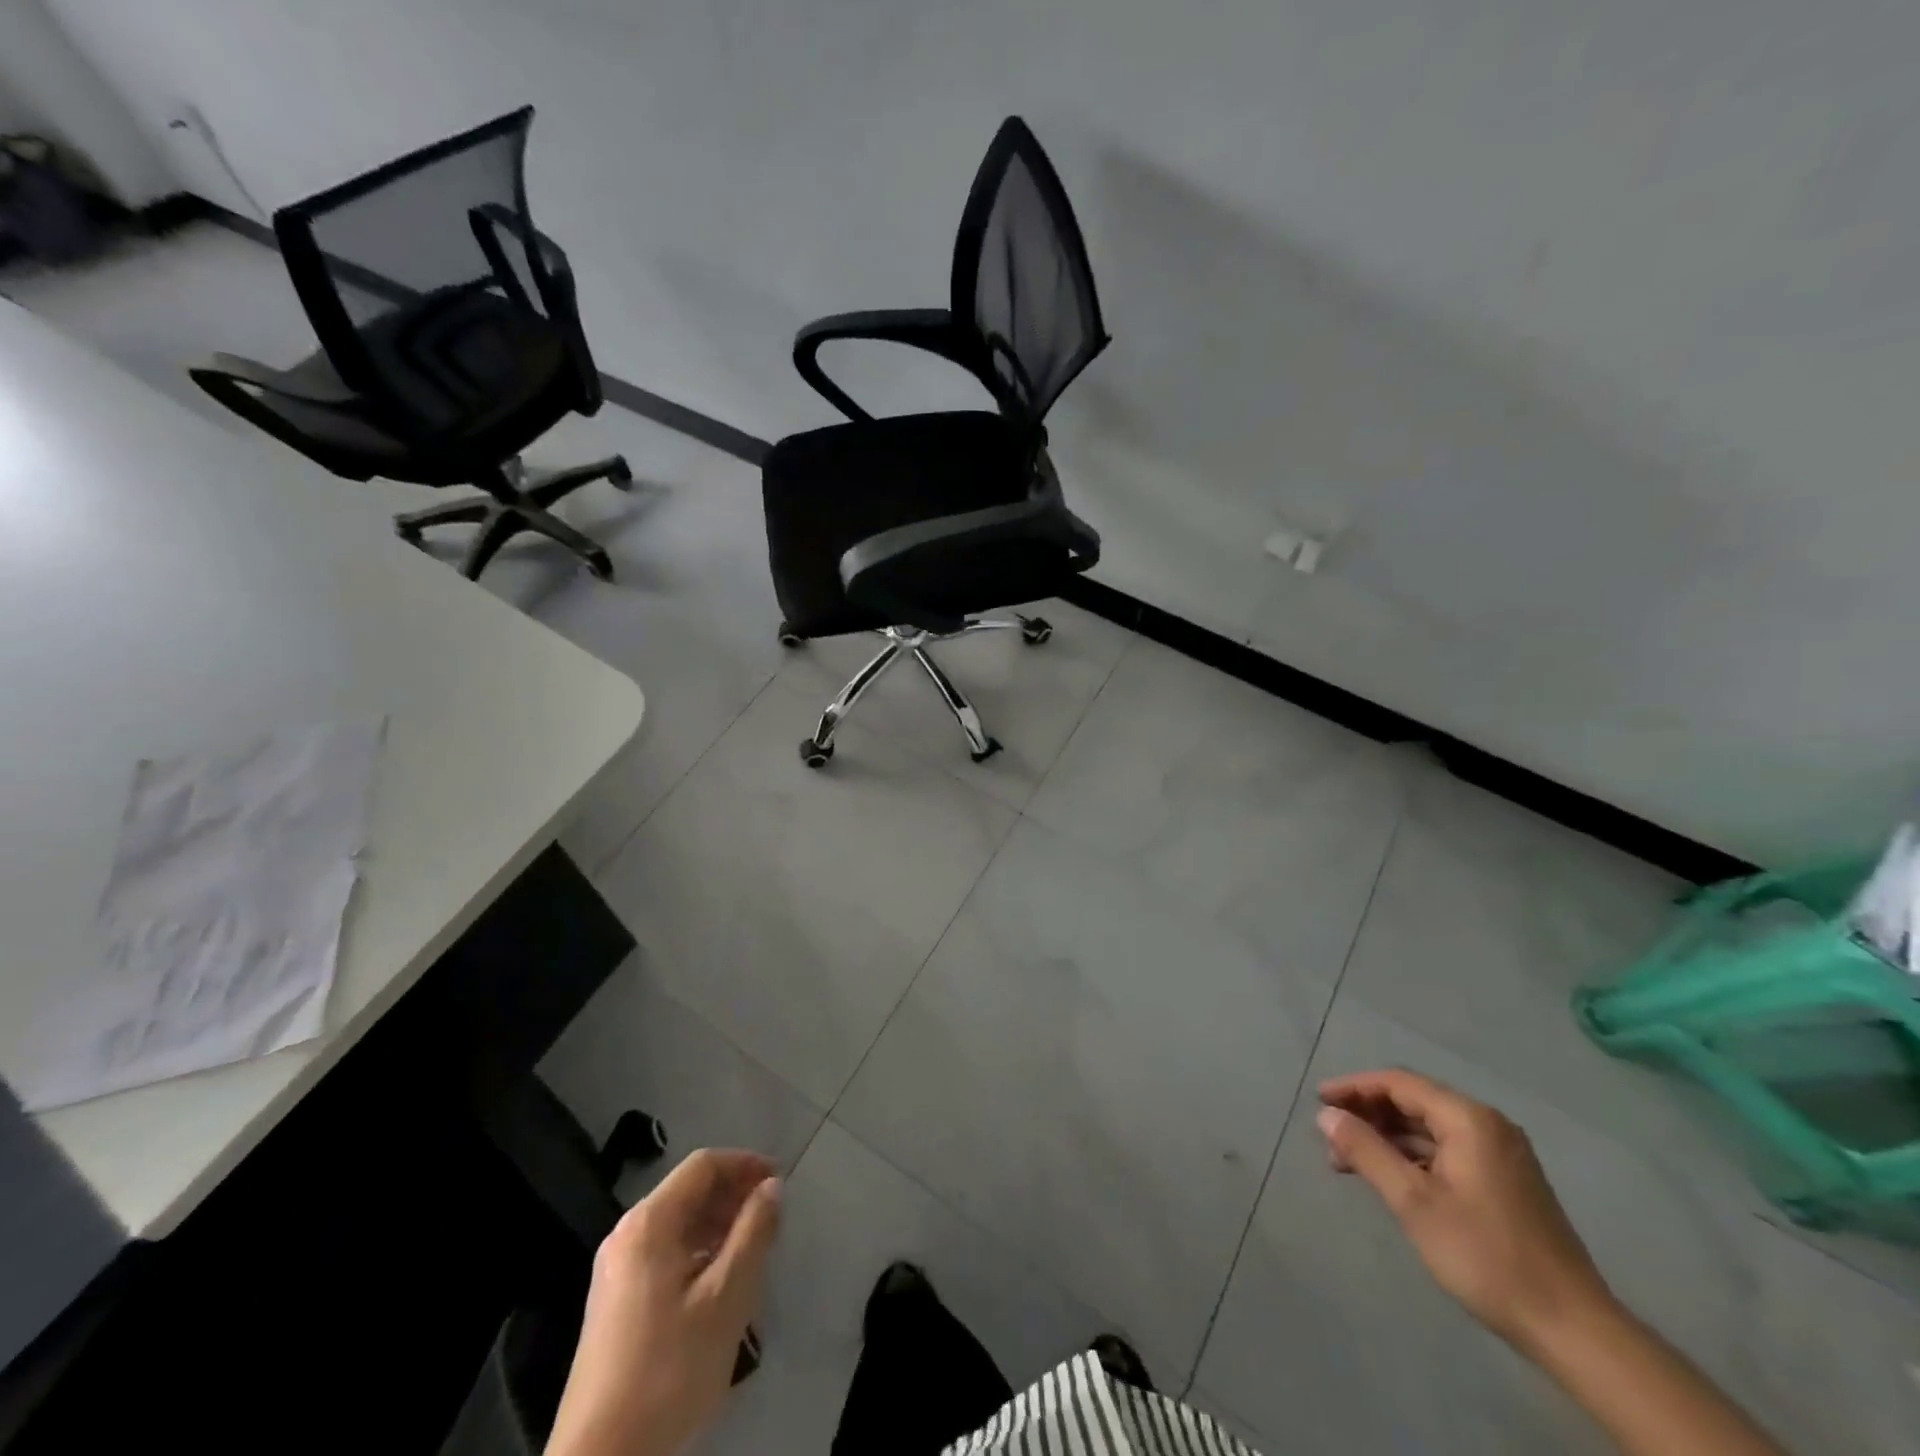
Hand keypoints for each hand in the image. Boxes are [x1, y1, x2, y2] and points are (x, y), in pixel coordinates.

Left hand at [546, 1149, 782, 1455]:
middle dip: (733, 1195)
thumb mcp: (726, 1298)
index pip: (703, 1165)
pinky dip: (697, 1250)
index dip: (745, 1164)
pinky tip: (719, 1282)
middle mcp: (626, 1234)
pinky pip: (664, 1252)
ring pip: (677, 1223)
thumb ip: (754, 1232)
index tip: (780, 1182)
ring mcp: (615, 1269)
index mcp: (649, 1223)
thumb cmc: (669, 1369)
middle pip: (688, 1191)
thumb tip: (771, 1186)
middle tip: (771, 1217)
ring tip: (752, 1249)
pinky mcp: (613, 1301)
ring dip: (718, 1224)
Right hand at [1316, 1069, 1613, 1356]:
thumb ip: (1366, 1151)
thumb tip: (1326, 1116)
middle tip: (1330, 1134)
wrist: (1573, 1328)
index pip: (1398, 1083)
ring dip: (1387, 1137)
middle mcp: (1487, 1125)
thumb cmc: (1486, 1255)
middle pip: (1414, 1101)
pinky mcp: (1506, 1181)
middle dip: (1368, 1114)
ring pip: (1429, 1128)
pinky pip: (1447, 1150)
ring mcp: (1501, 1153)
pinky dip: (1413, 1156)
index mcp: (1468, 1119)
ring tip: (1349, 1160)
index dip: (1354, 1088)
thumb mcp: (1414, 1202)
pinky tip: (1390, 1177)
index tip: (1318, 1101)